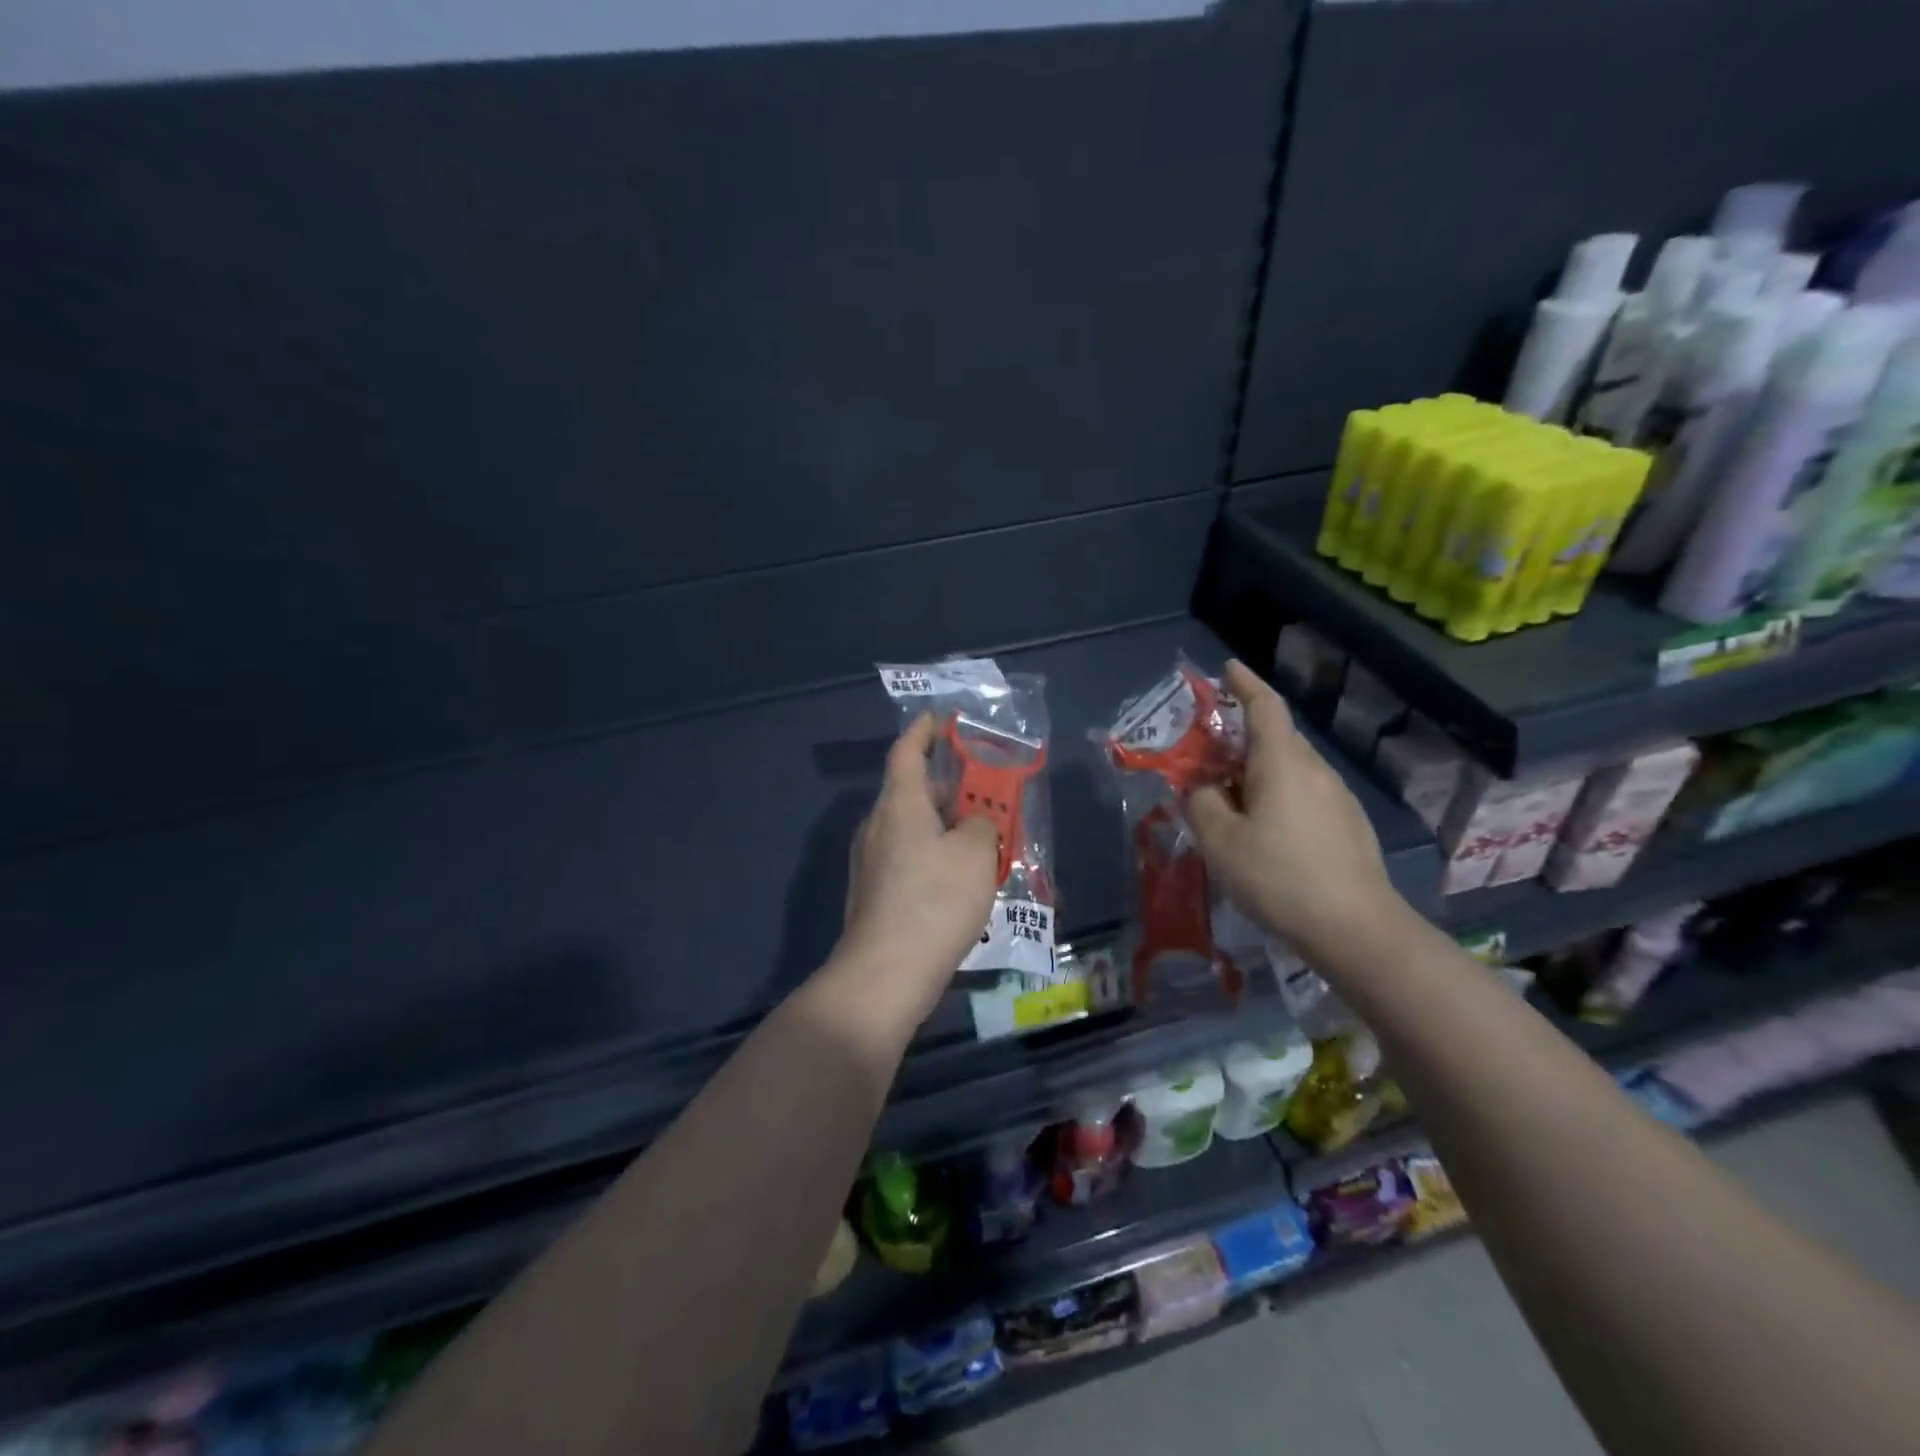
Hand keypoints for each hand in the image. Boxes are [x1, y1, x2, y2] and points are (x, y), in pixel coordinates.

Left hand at [832, 713, 1000, 1024]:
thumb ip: (981, 824)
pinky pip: (907, 858)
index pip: (907, 751)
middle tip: (984, 791)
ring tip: (981, 838)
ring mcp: (870, 862)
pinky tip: (959, 880)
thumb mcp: (975, 853)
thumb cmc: (935, 901)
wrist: (886, 973)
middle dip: (948, 786)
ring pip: (911, 828)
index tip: (942, 719)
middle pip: (912, 791)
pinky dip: (933, 854)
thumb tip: (972, 824)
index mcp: (899, 804)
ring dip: (944, 825)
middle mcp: (877, 826)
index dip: (925, 730)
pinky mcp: (873, 893)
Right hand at [1188, 660, 1402, 958]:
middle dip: (1241, 738)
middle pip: (1276, 738)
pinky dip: (1278, 797)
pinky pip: (1305, 795)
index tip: (1228, 668)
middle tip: (1208, 758)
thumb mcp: (1219, 840)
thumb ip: (1201, 803)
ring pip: (1290, 770)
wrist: (1356, 929)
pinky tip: (1265, 834)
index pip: (1265, 706)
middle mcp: (1316, 770)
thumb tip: (1202, 788)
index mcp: (1283, 762)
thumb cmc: (1278, 876)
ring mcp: (1338, 798)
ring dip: (1258, 773)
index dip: (1245, 683)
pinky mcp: (1349, 826)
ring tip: (1230, 802)